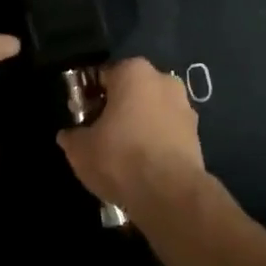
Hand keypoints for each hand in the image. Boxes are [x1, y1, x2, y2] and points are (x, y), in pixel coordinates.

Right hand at [58, 58, 207, 221]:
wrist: (170, 193)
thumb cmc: (120, 157)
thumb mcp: (80, 149)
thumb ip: (72, 136)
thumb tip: (68, 135)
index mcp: (134, 71)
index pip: (103, 76)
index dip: (88, 96)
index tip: (81, 116)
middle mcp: (163, 80)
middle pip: (131, 91)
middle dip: (116, 108)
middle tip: (99, 134)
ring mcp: (185, 107)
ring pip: (152, 111)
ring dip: (138, 125)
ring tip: (122, 154)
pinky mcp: (197, 134)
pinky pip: (167, 132)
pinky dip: (155, 142)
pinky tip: (143, 165)